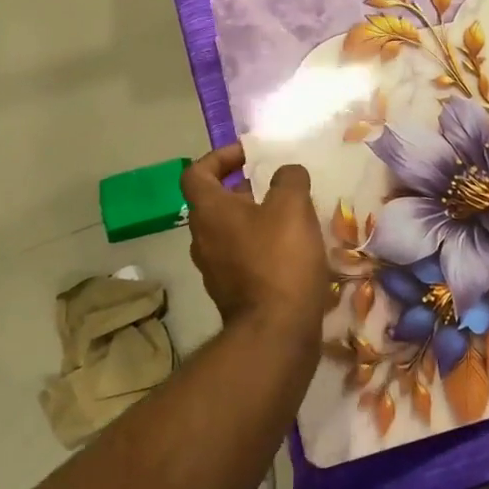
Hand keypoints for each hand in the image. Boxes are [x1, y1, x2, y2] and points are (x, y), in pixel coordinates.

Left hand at [181, 144, 326, 338]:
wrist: (276, 334)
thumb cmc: (279, 259)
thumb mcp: (291, 206)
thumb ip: (288, 179)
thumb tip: (286, 173)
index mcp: (209, 212)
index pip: (196, 173)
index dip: (219, 157)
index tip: (248, 155)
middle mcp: (202, 239)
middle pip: (214, 202)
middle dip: (243, 188)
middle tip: (275, 185)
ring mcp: (214, 270)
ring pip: (229, 231)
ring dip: (254, 218)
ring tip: (289, 216)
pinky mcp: (232, 294)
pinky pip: (241, 258)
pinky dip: (260, 246)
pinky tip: (291, 250)